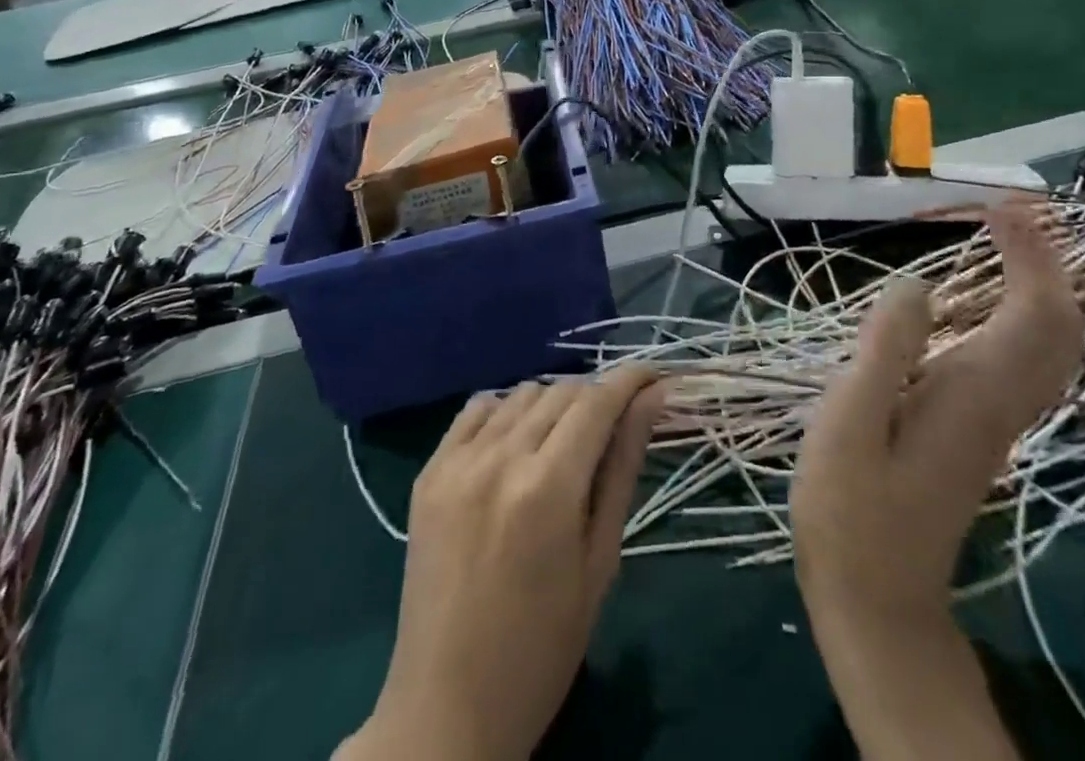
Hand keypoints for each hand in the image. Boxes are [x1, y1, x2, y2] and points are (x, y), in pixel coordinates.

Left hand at [341, 368, 661, 760]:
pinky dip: (507, 411)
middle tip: (616, 423)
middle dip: (598, 397)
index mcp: (548, 488)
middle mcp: (500, 458)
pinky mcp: (429, 471)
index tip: (655, 376)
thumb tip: (653, 399)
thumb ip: (624, 468)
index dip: (631, 380)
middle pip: (562, 392)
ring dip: (554, 404)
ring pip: (522, 393)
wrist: (446, 710)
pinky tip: (517, 443)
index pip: (598, 402)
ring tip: (566, 442)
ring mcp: (457, 462)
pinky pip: (477, 408)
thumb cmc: (542, 649)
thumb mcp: (600, 561)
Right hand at [791, 203, 1084, 760]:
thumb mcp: (850, 424)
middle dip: (1048, 260)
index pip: (1034, 312)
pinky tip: (987, 295)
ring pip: (1051, 342)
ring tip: (1005, 235)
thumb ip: (885, 351)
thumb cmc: (849, 507)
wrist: (876, 597)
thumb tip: (917, 285)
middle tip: (1011, 209)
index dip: (1030, 255)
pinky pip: (1026, 355)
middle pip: (1060, 325)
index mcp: (975, 393)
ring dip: (1041, 281)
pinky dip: (1023, 310)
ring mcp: (996, 416)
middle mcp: (1001, 400)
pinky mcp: (980, 425)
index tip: (998, 206)